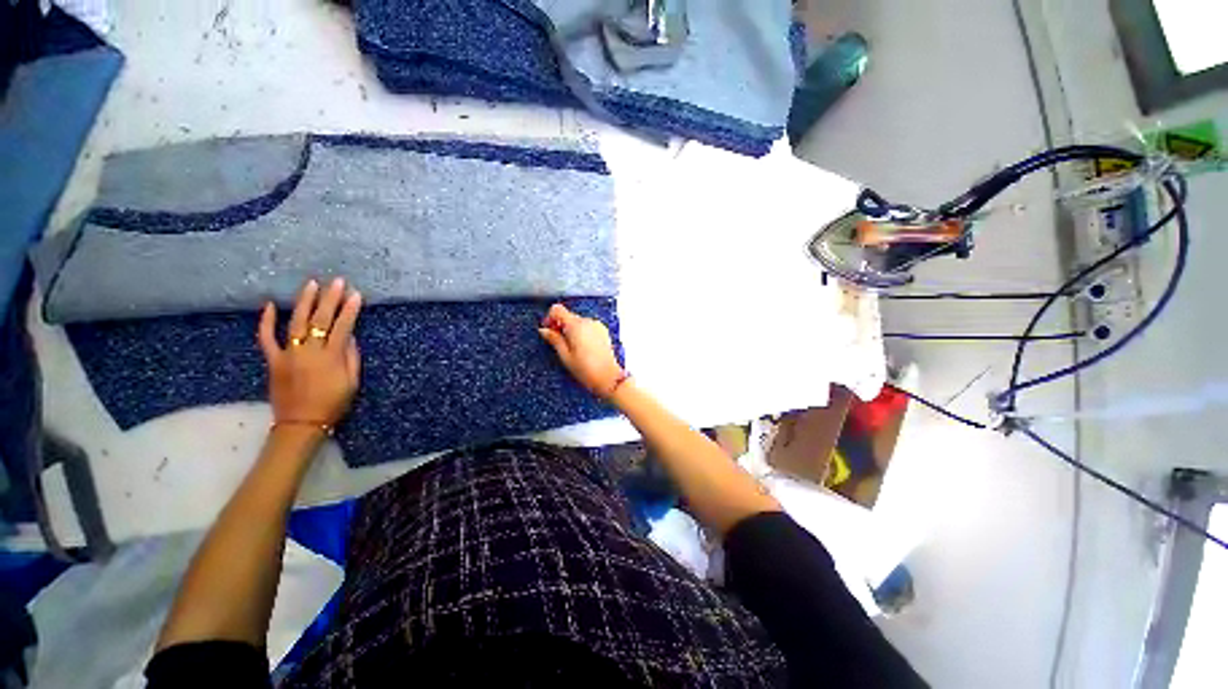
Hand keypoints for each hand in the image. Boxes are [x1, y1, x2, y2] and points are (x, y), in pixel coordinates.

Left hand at [258, 278, 362, 428]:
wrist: (301, 422)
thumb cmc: (333, 403)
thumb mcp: (352, 383)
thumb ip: (351, 358)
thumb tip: (350, 336)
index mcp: (331, 358)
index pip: (342, 327)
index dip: (350, 310)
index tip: (355, 295)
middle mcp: (309, 351)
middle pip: (320, 320)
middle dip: (330, 299)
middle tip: (336, 281)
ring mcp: (288, 354)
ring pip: (296, 323)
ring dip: (304, 302)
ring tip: (311, 285)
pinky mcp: (273, 360)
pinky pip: (266, 338)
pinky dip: (267, 321)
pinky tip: (270, 305)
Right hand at [538, 303, 624, 399]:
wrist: (608, 378)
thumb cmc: (587, 370)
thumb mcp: (565, 356)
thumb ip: (554, 339)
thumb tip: (544, 330)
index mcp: (576, 325)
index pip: (557, 309)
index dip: (549, 318)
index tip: (547, 329)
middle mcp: (588, 322)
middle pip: (568, 316)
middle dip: (560, 326)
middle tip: (557, 343)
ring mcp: (597, 326)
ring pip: (578, 322)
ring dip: (571, 331)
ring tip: (571, 349)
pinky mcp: (603, 332)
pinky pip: (588, 327)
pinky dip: (582, 334)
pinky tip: (582, 349)